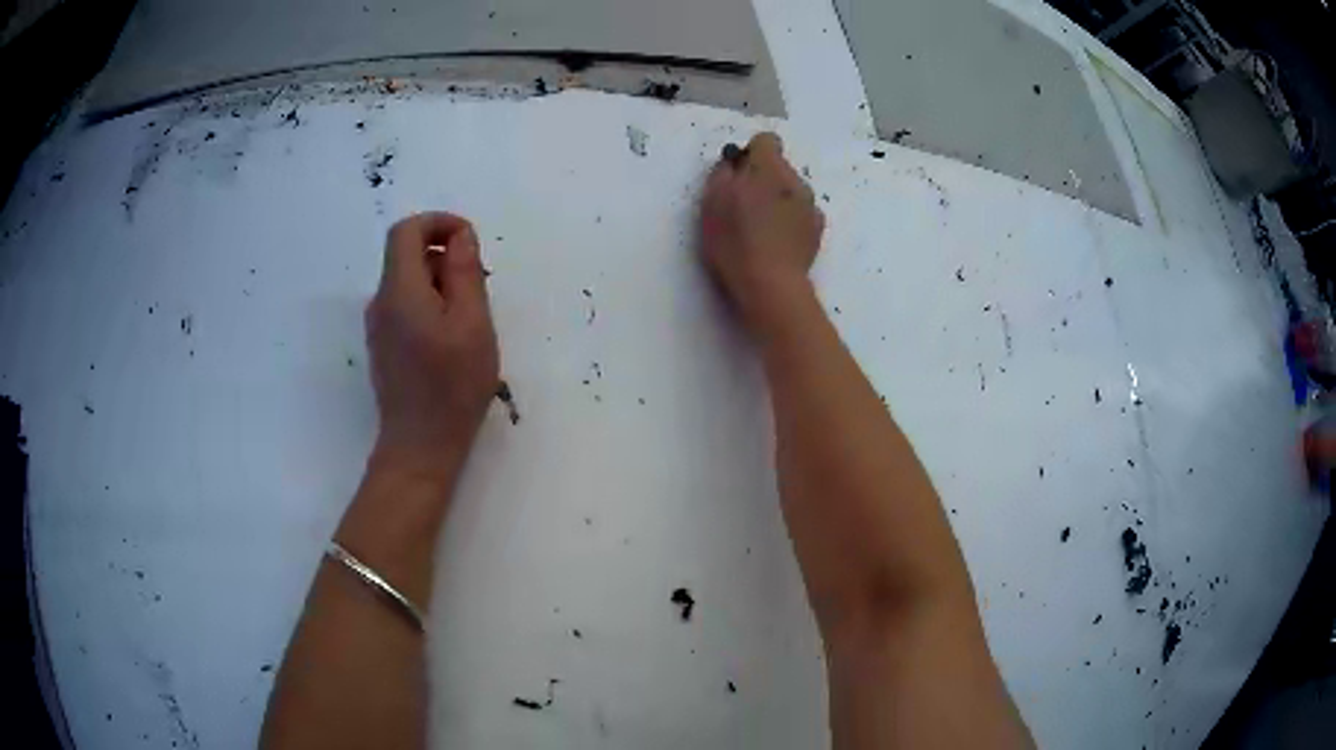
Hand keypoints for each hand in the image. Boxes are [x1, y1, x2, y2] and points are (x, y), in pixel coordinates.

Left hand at [365, 212, 498, 483]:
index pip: (406, 231)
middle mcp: (381, 302)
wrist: (420, 446)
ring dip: (440, 283)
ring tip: (471, 318)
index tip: (469, 242)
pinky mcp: (384, 346)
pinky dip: (430, 305)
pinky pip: (405, 307)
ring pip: (408, 282)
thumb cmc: (452, 386)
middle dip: (444, 256)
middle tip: (479, 286)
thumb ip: (465, 271)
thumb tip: (460, 236)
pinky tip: (452, 339)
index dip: (437, 223)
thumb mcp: (472, 322)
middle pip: (406, 255)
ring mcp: (379, 326)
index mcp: (399, 289)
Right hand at [699, 132, 824, 334]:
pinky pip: (802, 213)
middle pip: (779, 167)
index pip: (766, 140)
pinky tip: (777, 242)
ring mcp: (811, 206)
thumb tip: (733, 163)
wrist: (772, 286)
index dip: (751, 154)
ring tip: (760, 228)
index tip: (738, 174)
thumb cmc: (734, 243)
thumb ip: (722, 174)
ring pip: (791, 190)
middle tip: (743, 206)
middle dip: (763, 178)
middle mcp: (795, 180)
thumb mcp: (711, 204)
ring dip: (777, 199)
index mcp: (768, 168)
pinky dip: (790, 220)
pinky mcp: (818, 230)